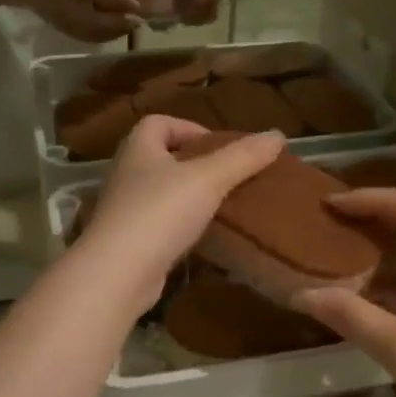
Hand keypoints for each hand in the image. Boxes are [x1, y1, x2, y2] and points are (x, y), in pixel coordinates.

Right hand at [21, 0, 146, 42]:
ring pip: (91, 33)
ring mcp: (60, 18)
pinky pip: (86, 38)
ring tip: (131, 25)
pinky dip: (104, 37)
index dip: (117, 1)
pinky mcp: (61, 30)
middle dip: (119, 23)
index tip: (138, 5)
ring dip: (114, 32)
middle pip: (93, 19)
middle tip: (139, 20)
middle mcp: (62, 0)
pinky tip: (116, 30)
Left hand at [74, 116, 284, 311]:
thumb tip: (277, 135)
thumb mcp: (208, 179)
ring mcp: (124, 210)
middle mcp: (126, 174)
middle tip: (228, 177)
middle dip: (195, 164)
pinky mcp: (129, 243)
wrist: (118, 273)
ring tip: (223, 207)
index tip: (219, 148)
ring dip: (189, 197)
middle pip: (162, 158)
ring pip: (162, 193)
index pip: (159, 123)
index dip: (189, 127)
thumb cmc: (160, 213)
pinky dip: (181, 227)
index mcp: (138, 148)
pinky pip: (160, 225)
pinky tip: (204, 237)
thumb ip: (243, 157)